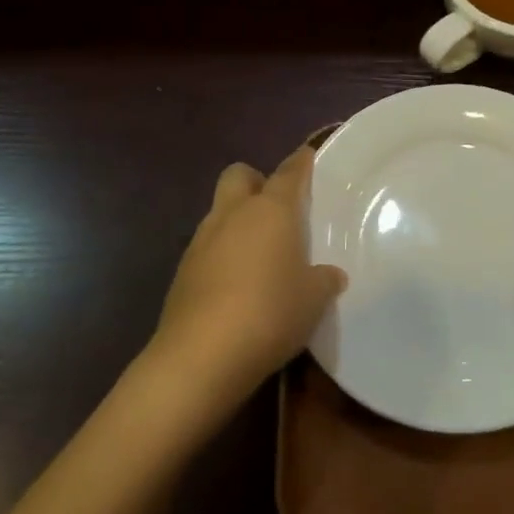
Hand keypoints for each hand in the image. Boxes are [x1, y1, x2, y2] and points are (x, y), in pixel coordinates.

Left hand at [147, 147, 346, 418]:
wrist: (201, 356)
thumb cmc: (271, 312)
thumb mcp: (313, 299)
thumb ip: (324, 279)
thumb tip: (330, 275)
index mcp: (270, 210)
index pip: (288, 173)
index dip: (300, 162)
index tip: (308, 156)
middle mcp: (232, 214)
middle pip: (239, 175)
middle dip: (256, 182)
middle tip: (276, 208)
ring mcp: (201, 241)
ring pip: (220, 212)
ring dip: (237, 221)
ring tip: (259, 253)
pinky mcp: (182, 272)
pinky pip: (207, 248)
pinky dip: (222, 255)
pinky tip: (237, 285)